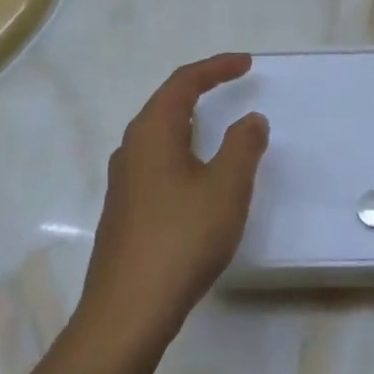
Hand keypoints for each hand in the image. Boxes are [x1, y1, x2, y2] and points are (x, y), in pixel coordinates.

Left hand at [79, 54, 268, 347]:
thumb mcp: (226, 188)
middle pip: (166, 104)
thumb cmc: (182, 239)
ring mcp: (123, 182)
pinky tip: (198, 177)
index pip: (183, 83)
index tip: (246, 63)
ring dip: (190, 123)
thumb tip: (250, 119)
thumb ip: (243, 147)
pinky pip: (157, 164)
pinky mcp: (125, 210)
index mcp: (152, 132)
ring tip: (219, 125)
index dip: (216, 68)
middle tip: (233, 85)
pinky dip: (183, 153)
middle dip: (200, 90)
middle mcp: (131, 149)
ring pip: (159, 136)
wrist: (128, 309)